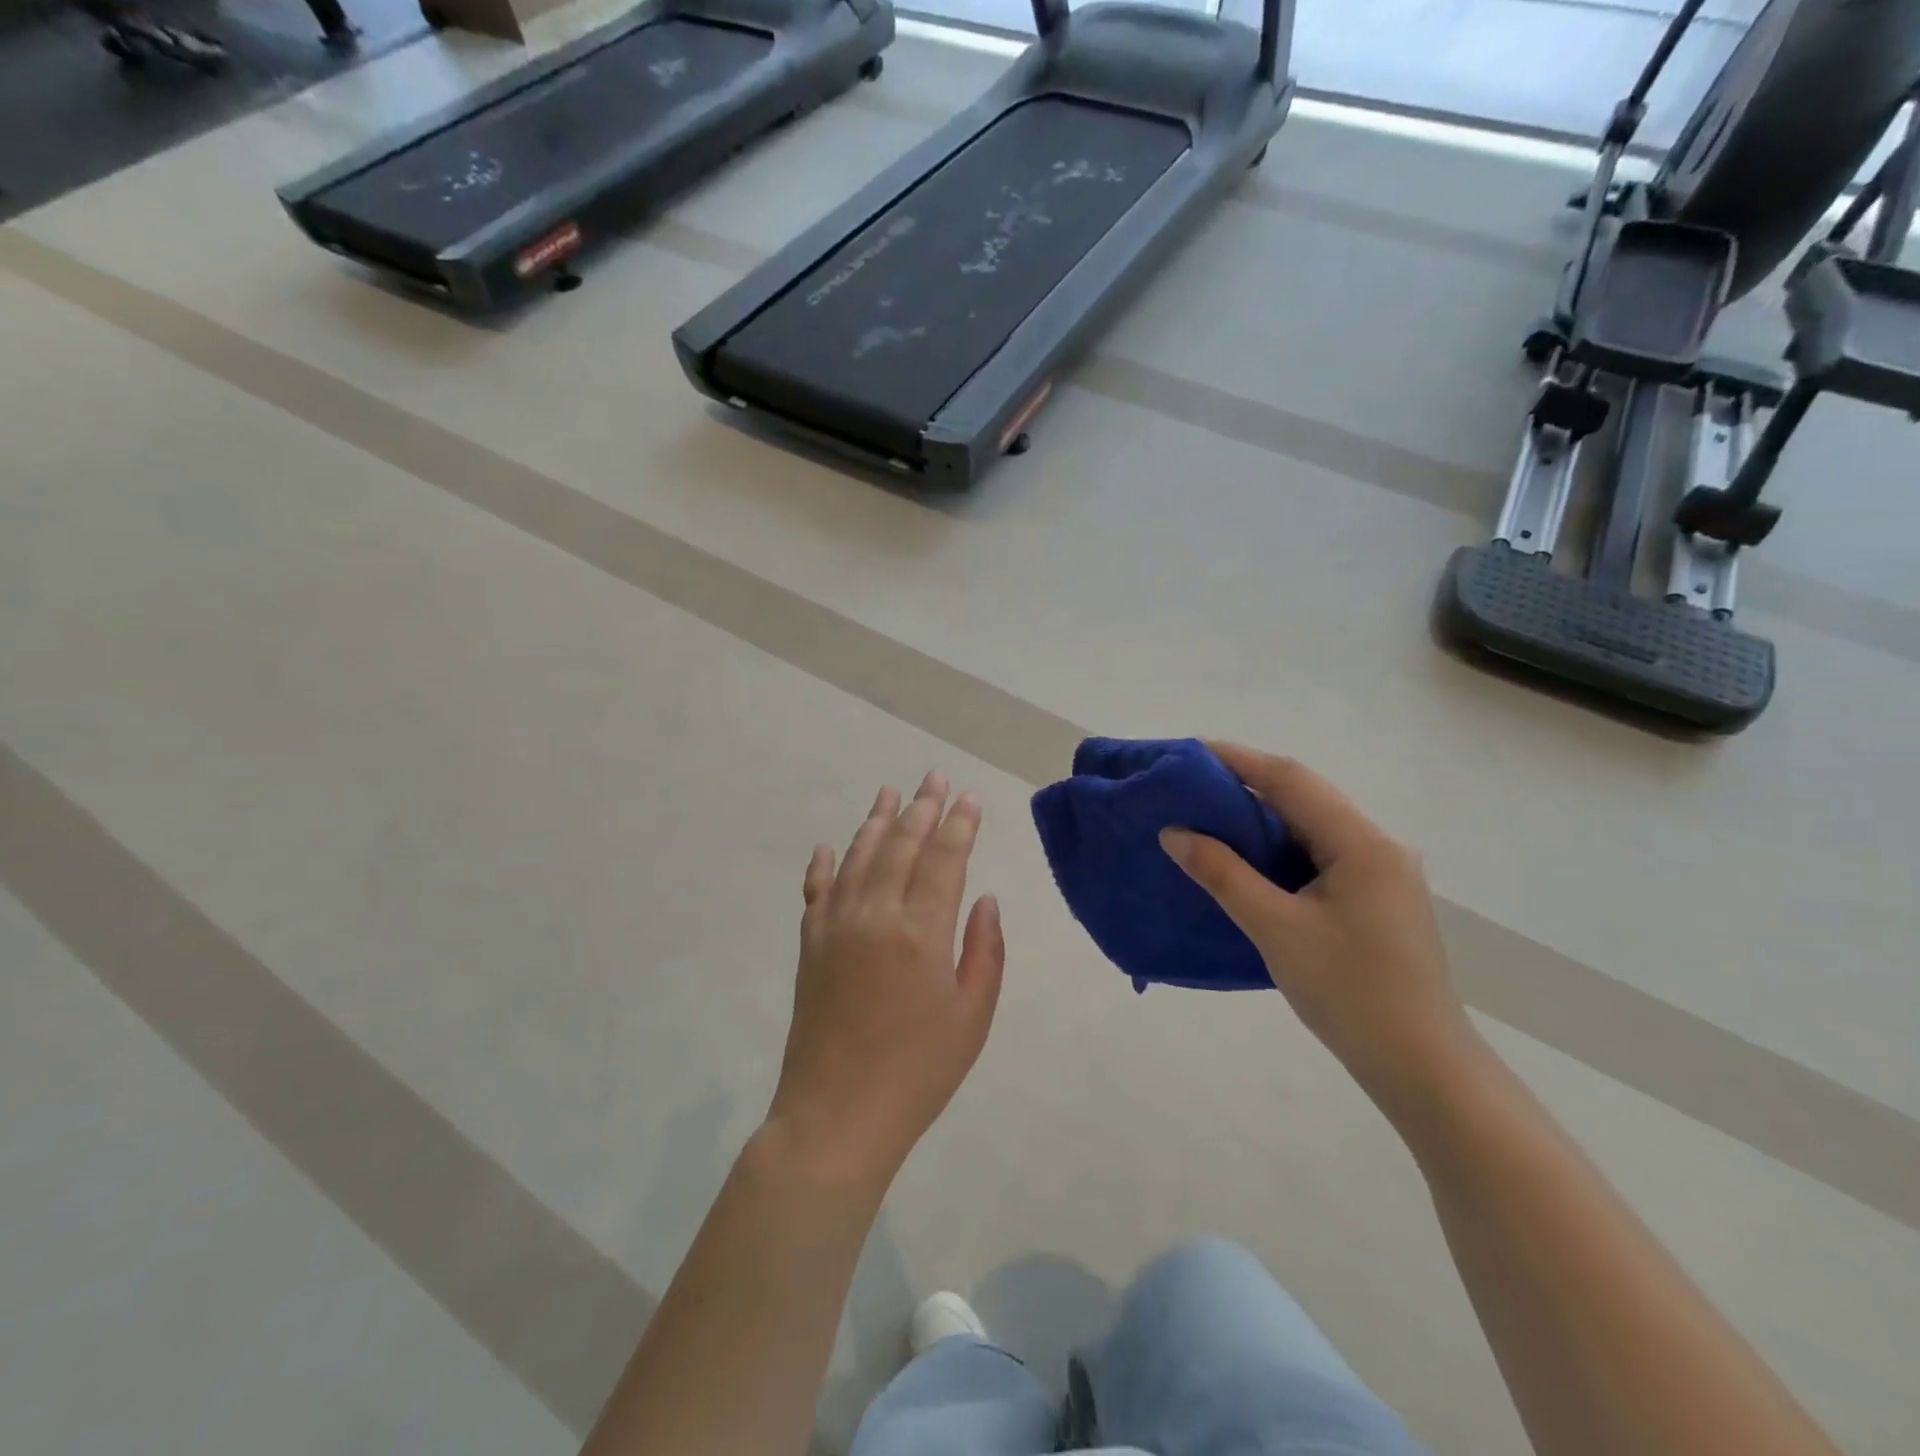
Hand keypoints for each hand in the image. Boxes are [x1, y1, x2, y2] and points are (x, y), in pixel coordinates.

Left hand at [768, 772, 1004, 1186]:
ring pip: (858, 856)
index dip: (959, 823)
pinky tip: (831, 845)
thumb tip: (982, 898)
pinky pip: (817, 890)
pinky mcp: (810, 944)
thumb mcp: (972, 1016)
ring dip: (876, 821)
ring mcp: (836, 926)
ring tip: (891, 793)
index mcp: (921, 932)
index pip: (944, 858)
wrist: (836, 1116)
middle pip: (900, 844)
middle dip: (922, 807)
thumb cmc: (918, 1071)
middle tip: (934, 777)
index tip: (969, 797)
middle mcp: (875, 914)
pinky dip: (825, 863)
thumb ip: (984, 950)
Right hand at [1160, 744, 1472, 1112]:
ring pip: (1310, 826)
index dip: (1237, 760)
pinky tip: (1245, 859)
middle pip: (1303, 797)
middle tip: (1188, 786)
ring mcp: (1380, 872)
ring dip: (1260, 817)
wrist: (1421, 1067)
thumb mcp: (1276, 929)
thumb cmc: (1349, 992)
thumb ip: (1223, 874)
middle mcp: (1378, 845)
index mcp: (1362, 843)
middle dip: (1245, 785)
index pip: (1291, 780)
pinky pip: (1317, 855)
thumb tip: (1174, 832)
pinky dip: (1277, 848)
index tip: (1188, 752)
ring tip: (1205, 816)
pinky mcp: (1374, 898)